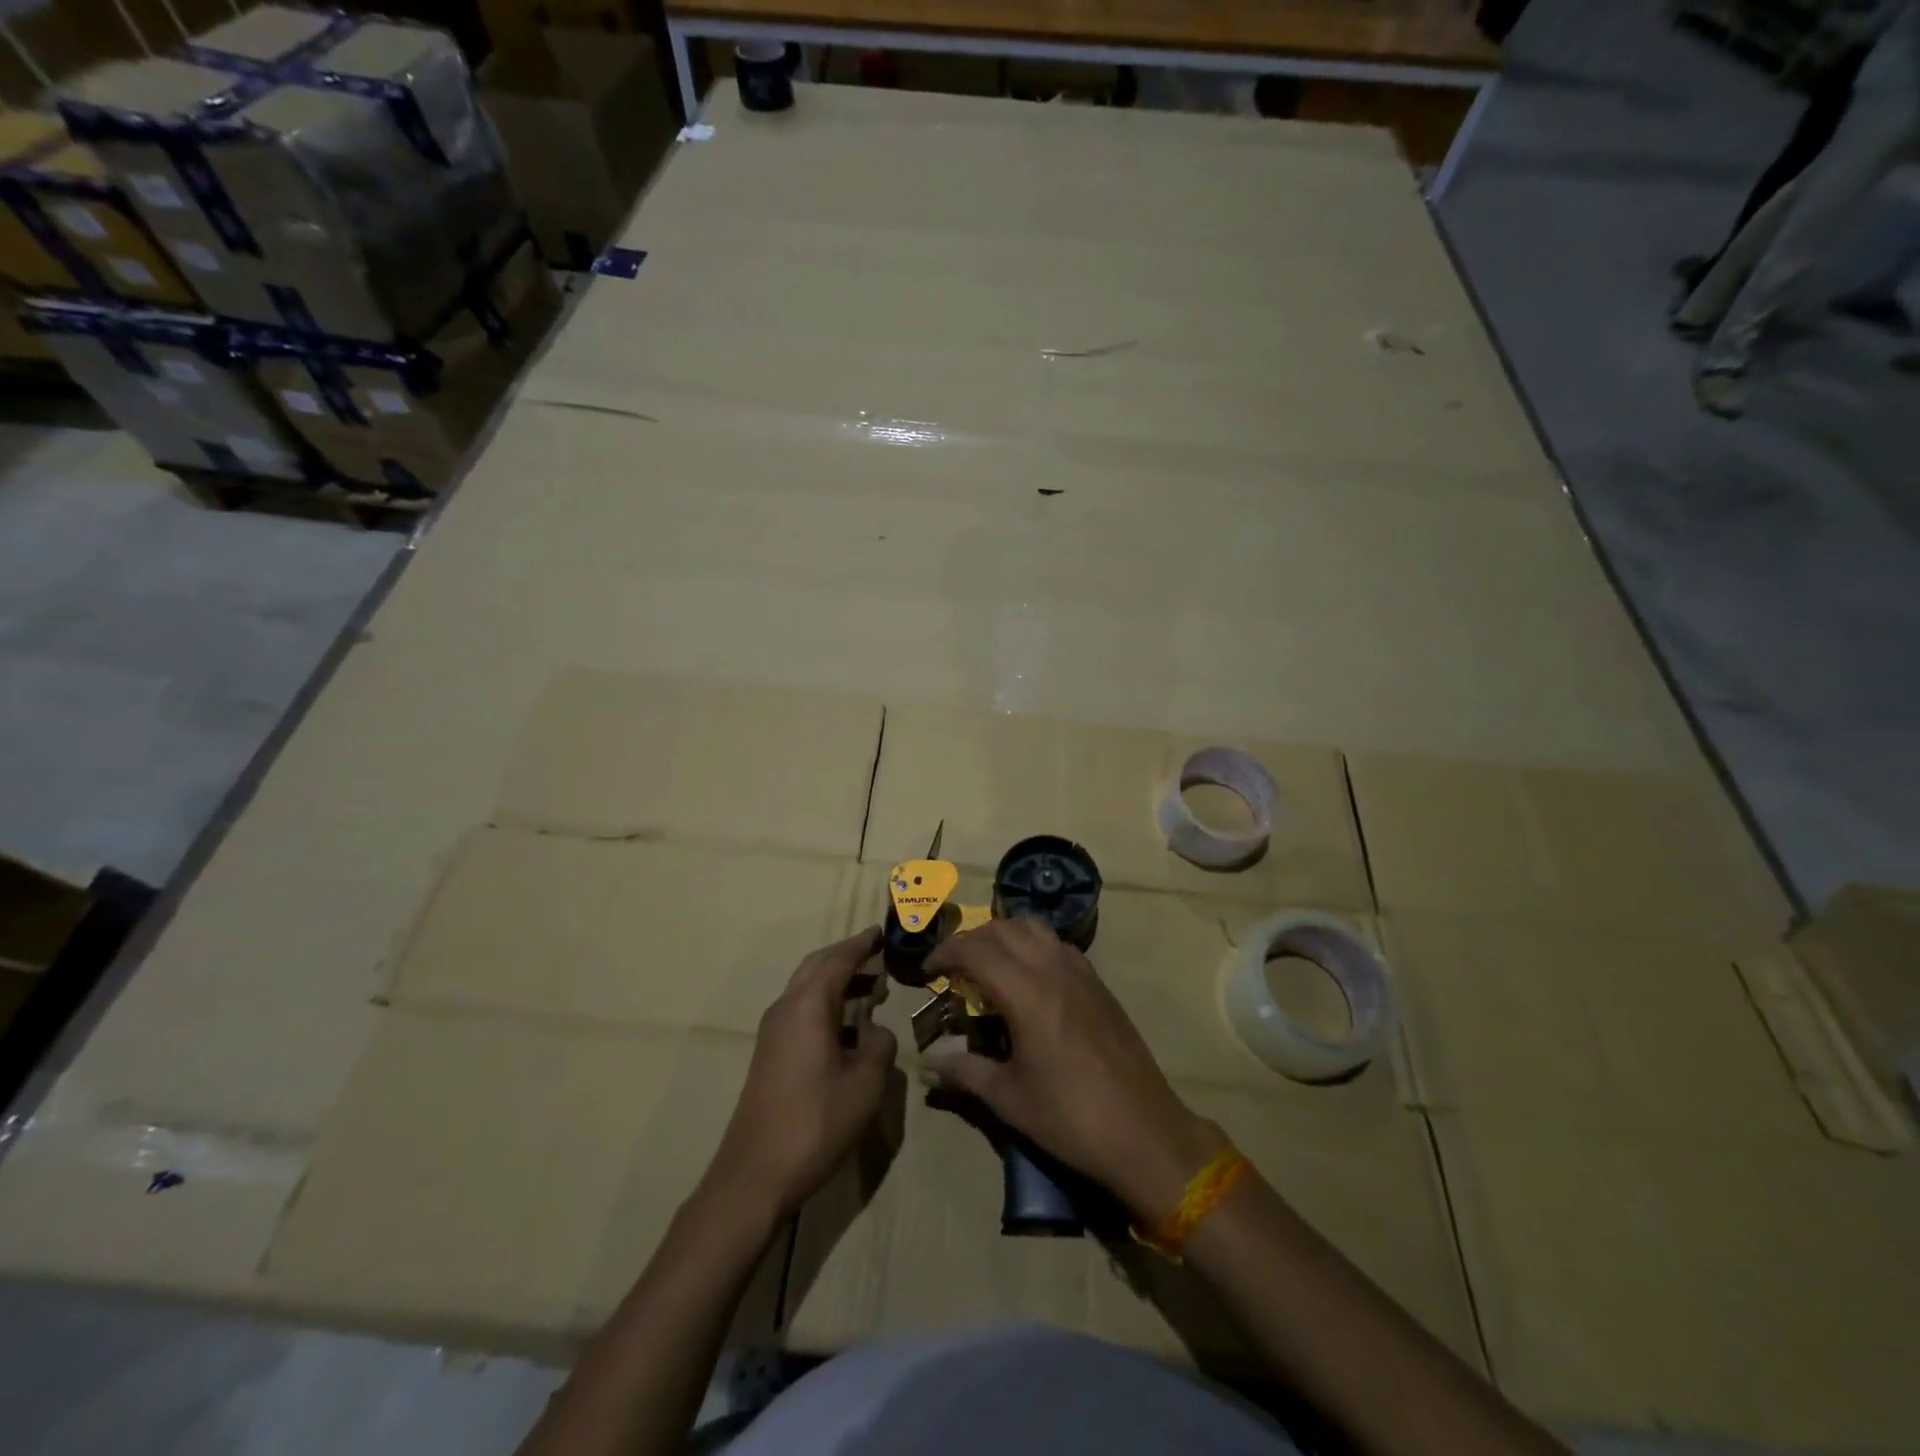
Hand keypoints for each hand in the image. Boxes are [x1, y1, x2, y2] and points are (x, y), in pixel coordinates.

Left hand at [702, 926, 898, 1220]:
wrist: (755, 1175)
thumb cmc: (816, 1121)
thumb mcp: (865, 1083)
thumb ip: (879, 1046)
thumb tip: (875, 1031)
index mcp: (809, 1005)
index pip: (839, 959)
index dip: (863, 944)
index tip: (882, 932)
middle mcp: (787, 1008)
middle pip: (818, 966)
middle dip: (848, 956)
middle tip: (879, 955)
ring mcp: (773, 1032)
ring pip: (808, 988)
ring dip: (838, 981)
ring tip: (872, 989)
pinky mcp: (770, 1054)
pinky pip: (802, 1011)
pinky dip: (827, 1004)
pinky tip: (850, 1028)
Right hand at [920, 917, 1224, 1225]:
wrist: (1145, 1132)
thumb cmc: (1071, 1118)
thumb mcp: (1010, 1100)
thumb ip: (966, 1072)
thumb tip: (930, 1062)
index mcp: (1027, 994)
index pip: (976, 950)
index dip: (946, 952)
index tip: (928, 970)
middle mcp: (1054, 970)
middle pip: (1004, 929)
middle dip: (972, 939)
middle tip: (954, 967)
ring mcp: (1082, 973)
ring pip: (1035, 928)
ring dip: (1005, 935)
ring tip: (989, 965)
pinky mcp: (1099, 984)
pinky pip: (1058, 945)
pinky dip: (1034, 946)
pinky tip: (1029, 979)